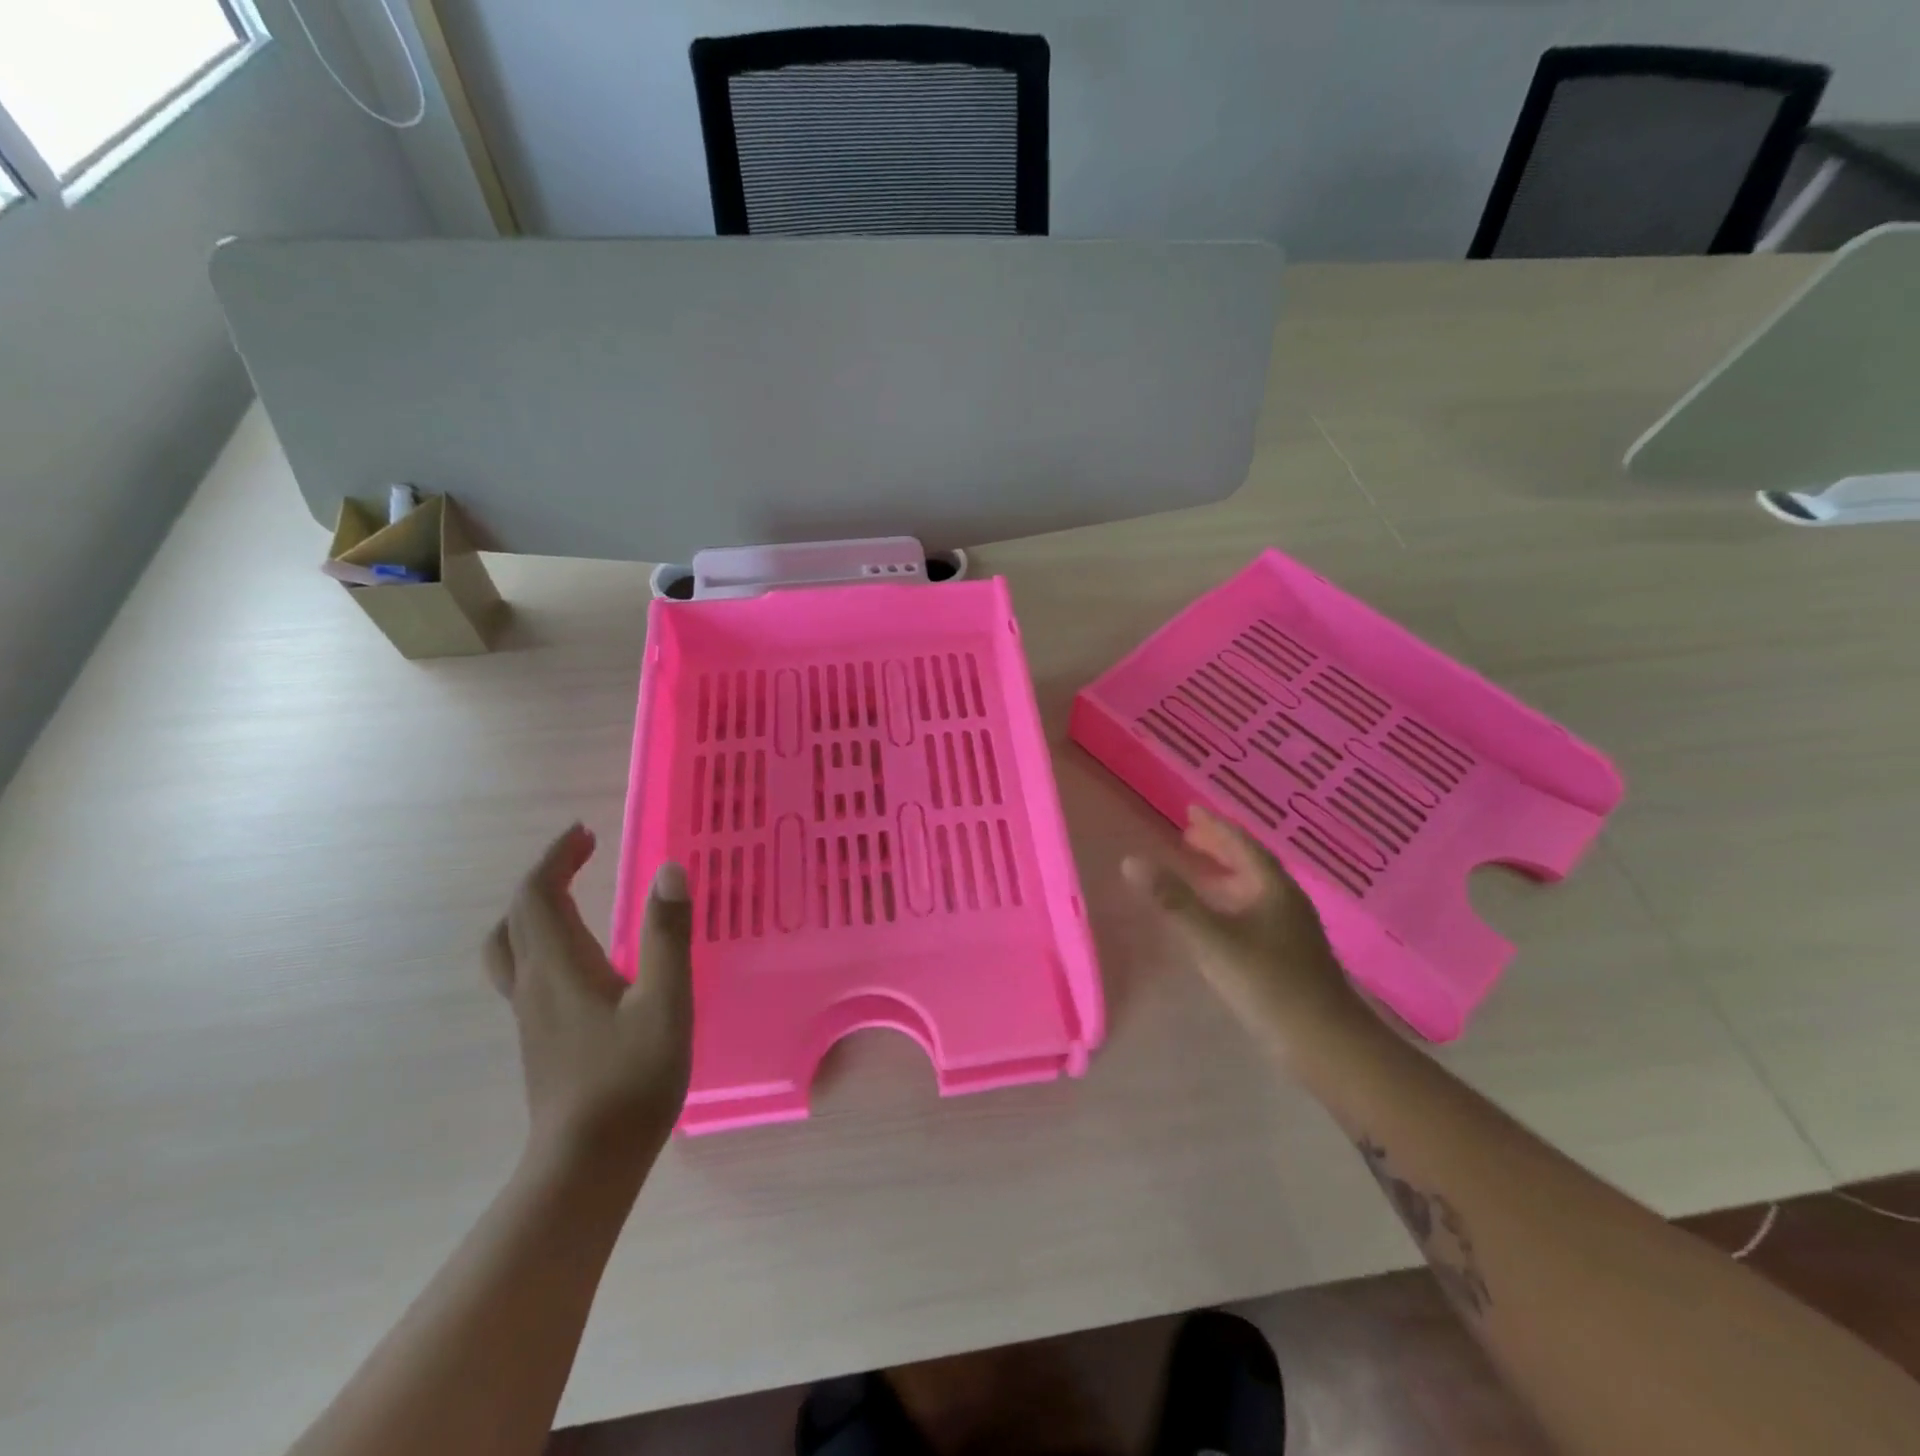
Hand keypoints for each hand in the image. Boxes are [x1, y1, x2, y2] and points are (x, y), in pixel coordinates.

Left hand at [486, 824, 692, 1163]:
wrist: (587, 1163)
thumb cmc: (632, 1078)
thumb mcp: (666, 1001)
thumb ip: (668, 934)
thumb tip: (669, 870)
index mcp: (559, 966)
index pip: (536, 895)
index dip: (556, 857)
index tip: (585, 832)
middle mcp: (534, 983)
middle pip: (517, 916)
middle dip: (546, 875)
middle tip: (584, 854)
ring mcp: (530, 1013)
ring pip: (512, 945)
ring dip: (536, 908)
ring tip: (575, 895)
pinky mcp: (540, 1036)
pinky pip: (526, 970)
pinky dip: (544, 939)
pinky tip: (582, 955)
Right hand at [1123, 806, 1371, 1062]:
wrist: (1325, 1044)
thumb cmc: (1269, 982)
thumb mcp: (1213, 939)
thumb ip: (1173, 900)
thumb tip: (1131, 860)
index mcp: (1273, 888)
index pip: (1242, 844)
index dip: (1215, 826)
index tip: (1190, 811)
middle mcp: (1285, 902)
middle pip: (1249, 864)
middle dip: (1218, 848)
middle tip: (1187, 836)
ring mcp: (1289, 930)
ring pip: (1252, 890)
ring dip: (1223, 876)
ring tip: (1196, 871)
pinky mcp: (1287, 956)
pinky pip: (1252, 913)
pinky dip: (1228, 903)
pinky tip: (1215, 920)